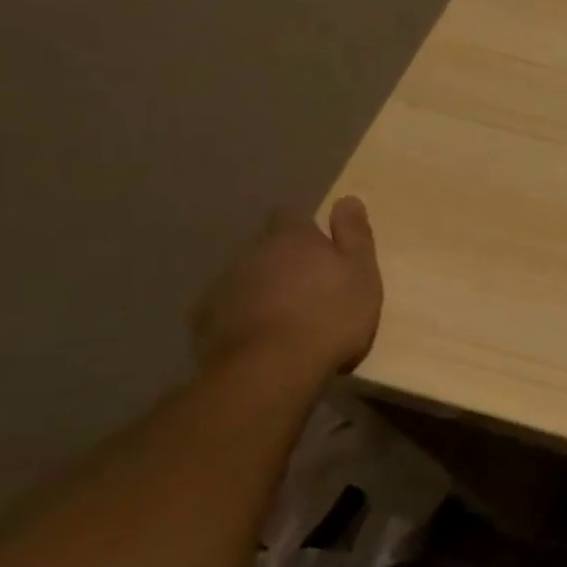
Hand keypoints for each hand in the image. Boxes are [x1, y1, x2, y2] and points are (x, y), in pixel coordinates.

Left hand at [188, 196, 382, 376]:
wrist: (271, 368)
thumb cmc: (330, 316)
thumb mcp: (361, 273)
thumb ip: (354, 235)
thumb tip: (347, 199)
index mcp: (293, 239)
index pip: (291, 216)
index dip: (304, 230)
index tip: (321, 250)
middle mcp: (252, 253)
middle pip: (267, 249)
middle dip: (284, 263)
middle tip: (310, 292)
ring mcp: (223, 285)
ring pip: (246, 279)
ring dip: (263, 291)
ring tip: (286, 321)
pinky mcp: (204, 319)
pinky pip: (226, 310)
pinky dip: (242, 318)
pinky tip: (261, 339)